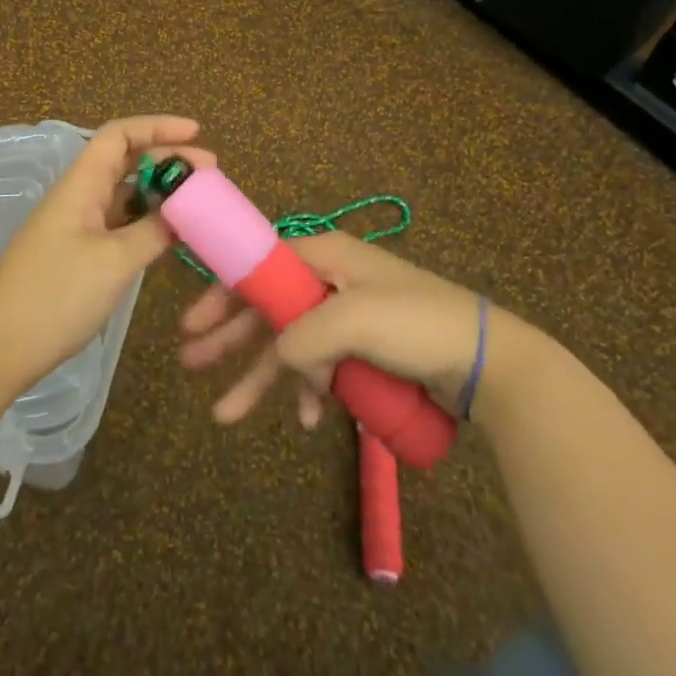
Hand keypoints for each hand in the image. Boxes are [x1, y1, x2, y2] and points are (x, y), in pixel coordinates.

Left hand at [0, 116, 213, 390]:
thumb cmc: (56, 296)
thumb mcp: (115, 261)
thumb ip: (154, 231)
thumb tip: (183, 212)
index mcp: (81, 184)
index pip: (120, 135)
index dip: (158, 126)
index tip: (197, 133)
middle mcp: (79, 196)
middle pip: (126, 161)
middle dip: (168, 160)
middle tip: (210, 174)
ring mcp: (76, 225)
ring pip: (124, 194)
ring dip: (160, 192)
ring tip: (198, 203)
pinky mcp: (77, 253)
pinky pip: (119, 223)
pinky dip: (147, 221)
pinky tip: (171, 235)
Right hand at [178, 230, 504, 428]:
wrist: (486, 362)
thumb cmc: (417, 324)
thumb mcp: (354, 320)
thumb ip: (303, 337)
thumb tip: (280, 359)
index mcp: (325, 256)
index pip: (260, 266)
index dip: (223, 292)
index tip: (191, 322)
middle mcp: (330, 280)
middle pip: (267, 307)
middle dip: (230, 338)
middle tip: (189, 363)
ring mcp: (347, 317)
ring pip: (290, 345)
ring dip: (260, 377)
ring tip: (225, 414)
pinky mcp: (363, 350)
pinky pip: (321, 368)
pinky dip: (307, 391)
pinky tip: (304, 418)